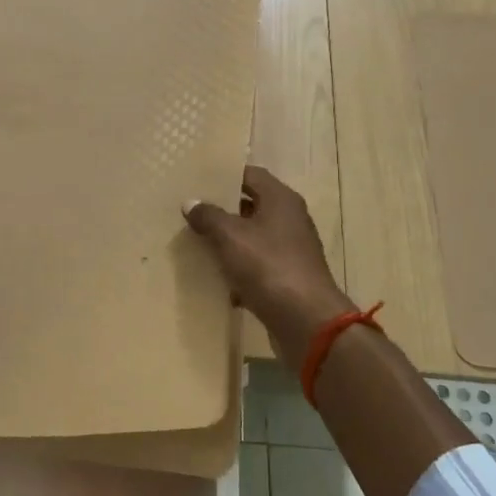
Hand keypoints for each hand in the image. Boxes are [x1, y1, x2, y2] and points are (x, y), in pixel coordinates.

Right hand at [183, 167, 352, 357]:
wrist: (306, 321)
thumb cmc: (268, 266)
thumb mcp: (230, 236)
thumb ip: (208, 216)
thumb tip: (191, 203)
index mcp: (281, 200)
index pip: (251, 174)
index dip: (225, 175)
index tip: (197, 181)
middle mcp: (290, 219)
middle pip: (251, 206)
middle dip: (222, 210)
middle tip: (190, 211)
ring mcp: (290, 250)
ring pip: (253, 238)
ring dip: (228, 242)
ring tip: (195, 243)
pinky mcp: (287, 278)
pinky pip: (257, 266)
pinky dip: (238, 270)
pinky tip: (215, 279)